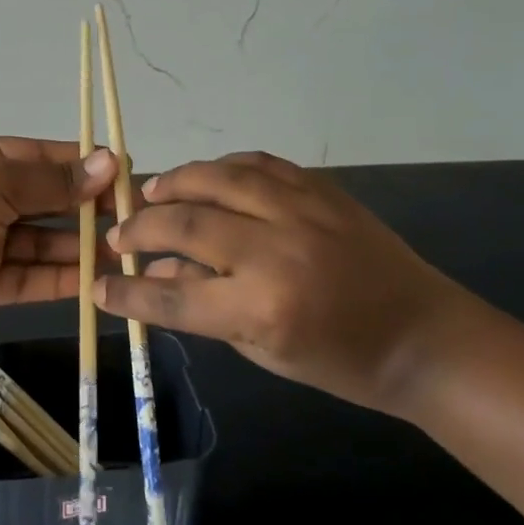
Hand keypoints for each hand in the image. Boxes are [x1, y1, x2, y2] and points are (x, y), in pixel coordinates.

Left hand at [0, 137, 116, 344]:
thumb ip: (53, 180)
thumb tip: (110, 162)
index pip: (42, 157)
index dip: (83, 164)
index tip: (125, 173)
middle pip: (45, 199)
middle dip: (86, 207)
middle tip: (133, 217)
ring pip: (42, 240)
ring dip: (78, 246)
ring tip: (123, 252)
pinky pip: (30, 276)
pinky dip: (60, 278)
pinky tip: (95, 281)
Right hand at [97, 151, 478, 413]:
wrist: (423, 336)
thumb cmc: (342, 361)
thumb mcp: (264, 351)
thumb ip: (204, 307)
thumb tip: (153, 273)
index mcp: (264, 308)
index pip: (175, 295)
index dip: (129, 291)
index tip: (100, 284)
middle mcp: (277, 251)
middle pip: (187, 224)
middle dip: (142, 227)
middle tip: (119, 232)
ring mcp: (301, 211)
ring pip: (219, 179)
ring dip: (175, 182)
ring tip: (150, 192)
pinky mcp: (321, 189)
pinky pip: (259, 163)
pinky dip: (223, 166)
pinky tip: (206, 176)